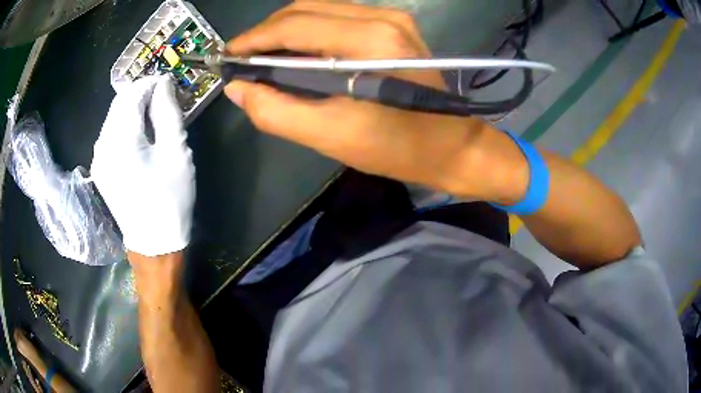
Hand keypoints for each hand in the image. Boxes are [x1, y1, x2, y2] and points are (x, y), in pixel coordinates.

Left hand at [91, 76, 194, 256]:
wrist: (154, 244)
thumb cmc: (169, 199)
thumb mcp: (176, 152)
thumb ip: (168, 112)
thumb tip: (164, 84)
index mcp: (121, 140)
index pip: (132, 94)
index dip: (151, 82)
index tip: (169, 83)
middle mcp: (103, 145)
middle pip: (120, 103)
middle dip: (142, 93)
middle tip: (164, 98)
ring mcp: (98, 157)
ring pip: (114, 117)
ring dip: (133, 108)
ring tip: (154, 115)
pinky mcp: (100, 168)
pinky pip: (110, 133)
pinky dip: (125, 124)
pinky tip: (140, 134)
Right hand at [224, 2, 527, 202]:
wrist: (453, 146)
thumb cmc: (398, 148)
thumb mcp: (332, 136)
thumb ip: (276, 111)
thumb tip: (238, 88)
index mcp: (370, 42)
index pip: (294, 25)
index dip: (254, 38)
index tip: (227, 55)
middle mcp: (382, 18)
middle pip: (304, 9)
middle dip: (267, 32)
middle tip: (244, 59)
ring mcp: (392, 18)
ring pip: (320, 10)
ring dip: (286, 30)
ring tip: (265, 57)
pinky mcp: (395, 26)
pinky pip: (338, 18)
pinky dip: (310, 31)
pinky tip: (298, 53)